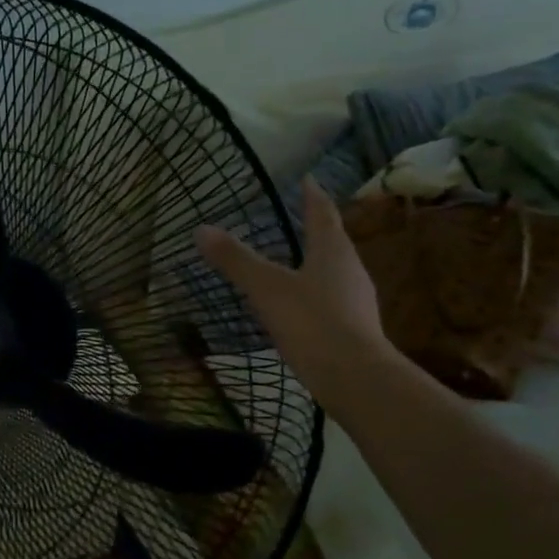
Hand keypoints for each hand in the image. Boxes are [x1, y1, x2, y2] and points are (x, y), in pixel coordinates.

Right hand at [194, 177, 400, 419]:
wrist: (354, 377)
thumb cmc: (312, 322)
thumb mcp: (266, 288)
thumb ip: (236, 260)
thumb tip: (201, 229)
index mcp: (332, 250)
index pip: (322, 213)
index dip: (313, 196)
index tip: (308, 180)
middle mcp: (350, 269)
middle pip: (333, 241)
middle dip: (317, 229)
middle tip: (299, 219)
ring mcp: (357, 300)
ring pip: (335, 271)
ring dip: (318, 263)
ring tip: (297, 261)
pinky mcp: (356, 328)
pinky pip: (334, 300)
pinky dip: (317, 294)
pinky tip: (302, 307)